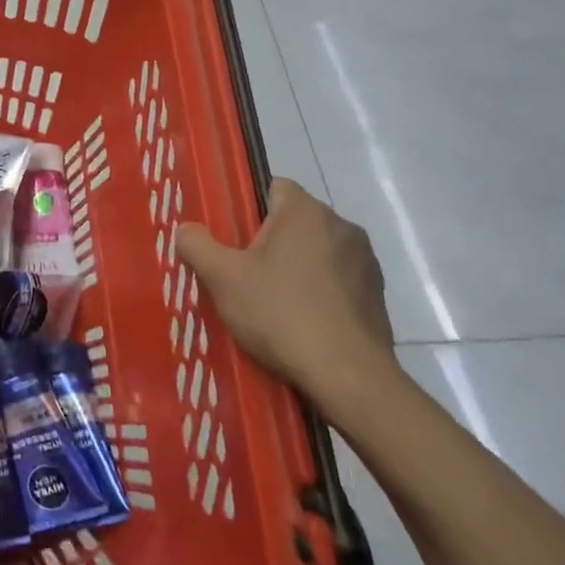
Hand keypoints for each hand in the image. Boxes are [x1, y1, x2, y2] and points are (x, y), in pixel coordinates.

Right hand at [177, 178, 396, 417]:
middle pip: (295, 221)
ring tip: (273, 302)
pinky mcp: (377, 295)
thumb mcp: (222, 278)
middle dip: (270, 241)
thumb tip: (186, 230)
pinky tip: (302, 322)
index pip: (273, 187)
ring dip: (297, 267)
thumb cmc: (281, 314)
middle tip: (243, 273)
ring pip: (317, 252)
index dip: (248, 208)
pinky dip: (320, 293)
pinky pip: (338, 281)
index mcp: (306, 212)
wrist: (348, 376)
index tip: (232, 238)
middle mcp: (342, 226)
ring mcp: (365, 262)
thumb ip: (197, 245)